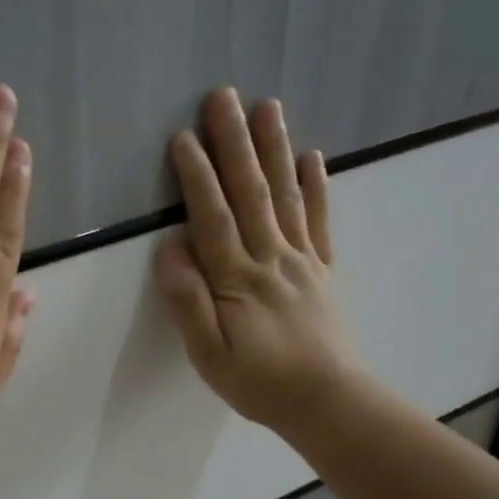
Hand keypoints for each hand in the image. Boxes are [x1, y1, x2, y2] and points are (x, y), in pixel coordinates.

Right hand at [154, 88, 363, 434]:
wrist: (328, 402)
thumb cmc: (259, 383)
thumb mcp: (209, 355)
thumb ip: (189, 302)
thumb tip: (170, 249)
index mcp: (238, 279)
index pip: (213, 218)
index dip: (197, 177)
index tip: (184, 137)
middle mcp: (271, 258)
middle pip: (250, 193)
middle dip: (234, 143)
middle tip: (223, 97)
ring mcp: (301, 260)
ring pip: (285, 196)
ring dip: (274, 150)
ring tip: (268, 106)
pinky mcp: (322, 270)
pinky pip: (320, 222)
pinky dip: (317, 187)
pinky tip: (312, 157)